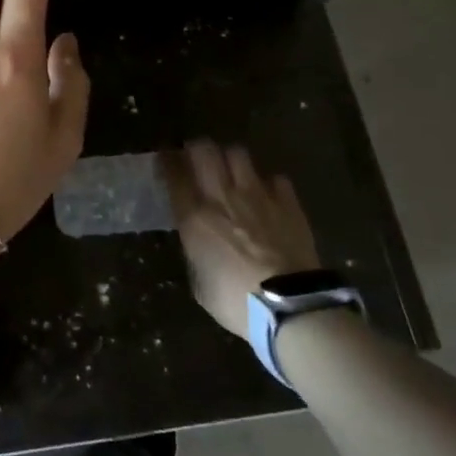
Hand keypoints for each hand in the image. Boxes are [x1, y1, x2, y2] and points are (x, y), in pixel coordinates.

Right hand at [165, 141, 320, 336]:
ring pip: (237, 153)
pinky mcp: (287, 203)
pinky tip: (268, 194)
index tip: (164, 158)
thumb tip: (198, 243)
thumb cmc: (236, 302)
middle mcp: (222, 196)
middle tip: (196, 157)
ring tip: (231, 169)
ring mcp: (256, 195)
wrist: (290, 307)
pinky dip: (268, 183)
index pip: (173, 174)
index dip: (166, 161)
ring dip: (230, 158)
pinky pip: (275, 178)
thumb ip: (196, 253)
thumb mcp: (200, 283)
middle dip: (196, 148)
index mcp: (194, 217)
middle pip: (204, 150)